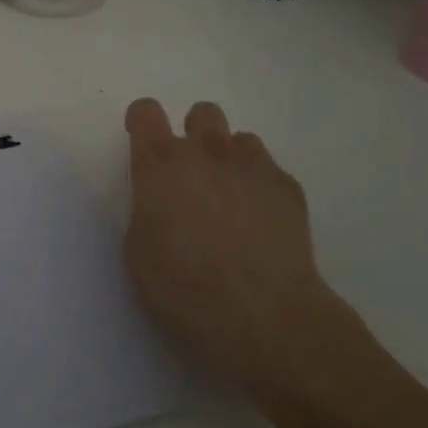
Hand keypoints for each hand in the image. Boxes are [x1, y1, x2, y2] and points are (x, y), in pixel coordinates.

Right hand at [123, 98, 336, 388]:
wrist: (265, 315)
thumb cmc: (186, 287)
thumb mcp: (139, 251)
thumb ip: (147, 210)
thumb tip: (162, 203)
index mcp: (161, 164)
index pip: (145, 112)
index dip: (142, 123)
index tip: (144, 144)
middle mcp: (206, 152)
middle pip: (201, 112)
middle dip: (195, 134)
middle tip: (193, 175)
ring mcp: (252, 165)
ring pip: (240, 139)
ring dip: (230, 160)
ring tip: (232, 200)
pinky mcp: (289, 188)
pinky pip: (270, 170)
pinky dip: (261, 187)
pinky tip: (262, 223)